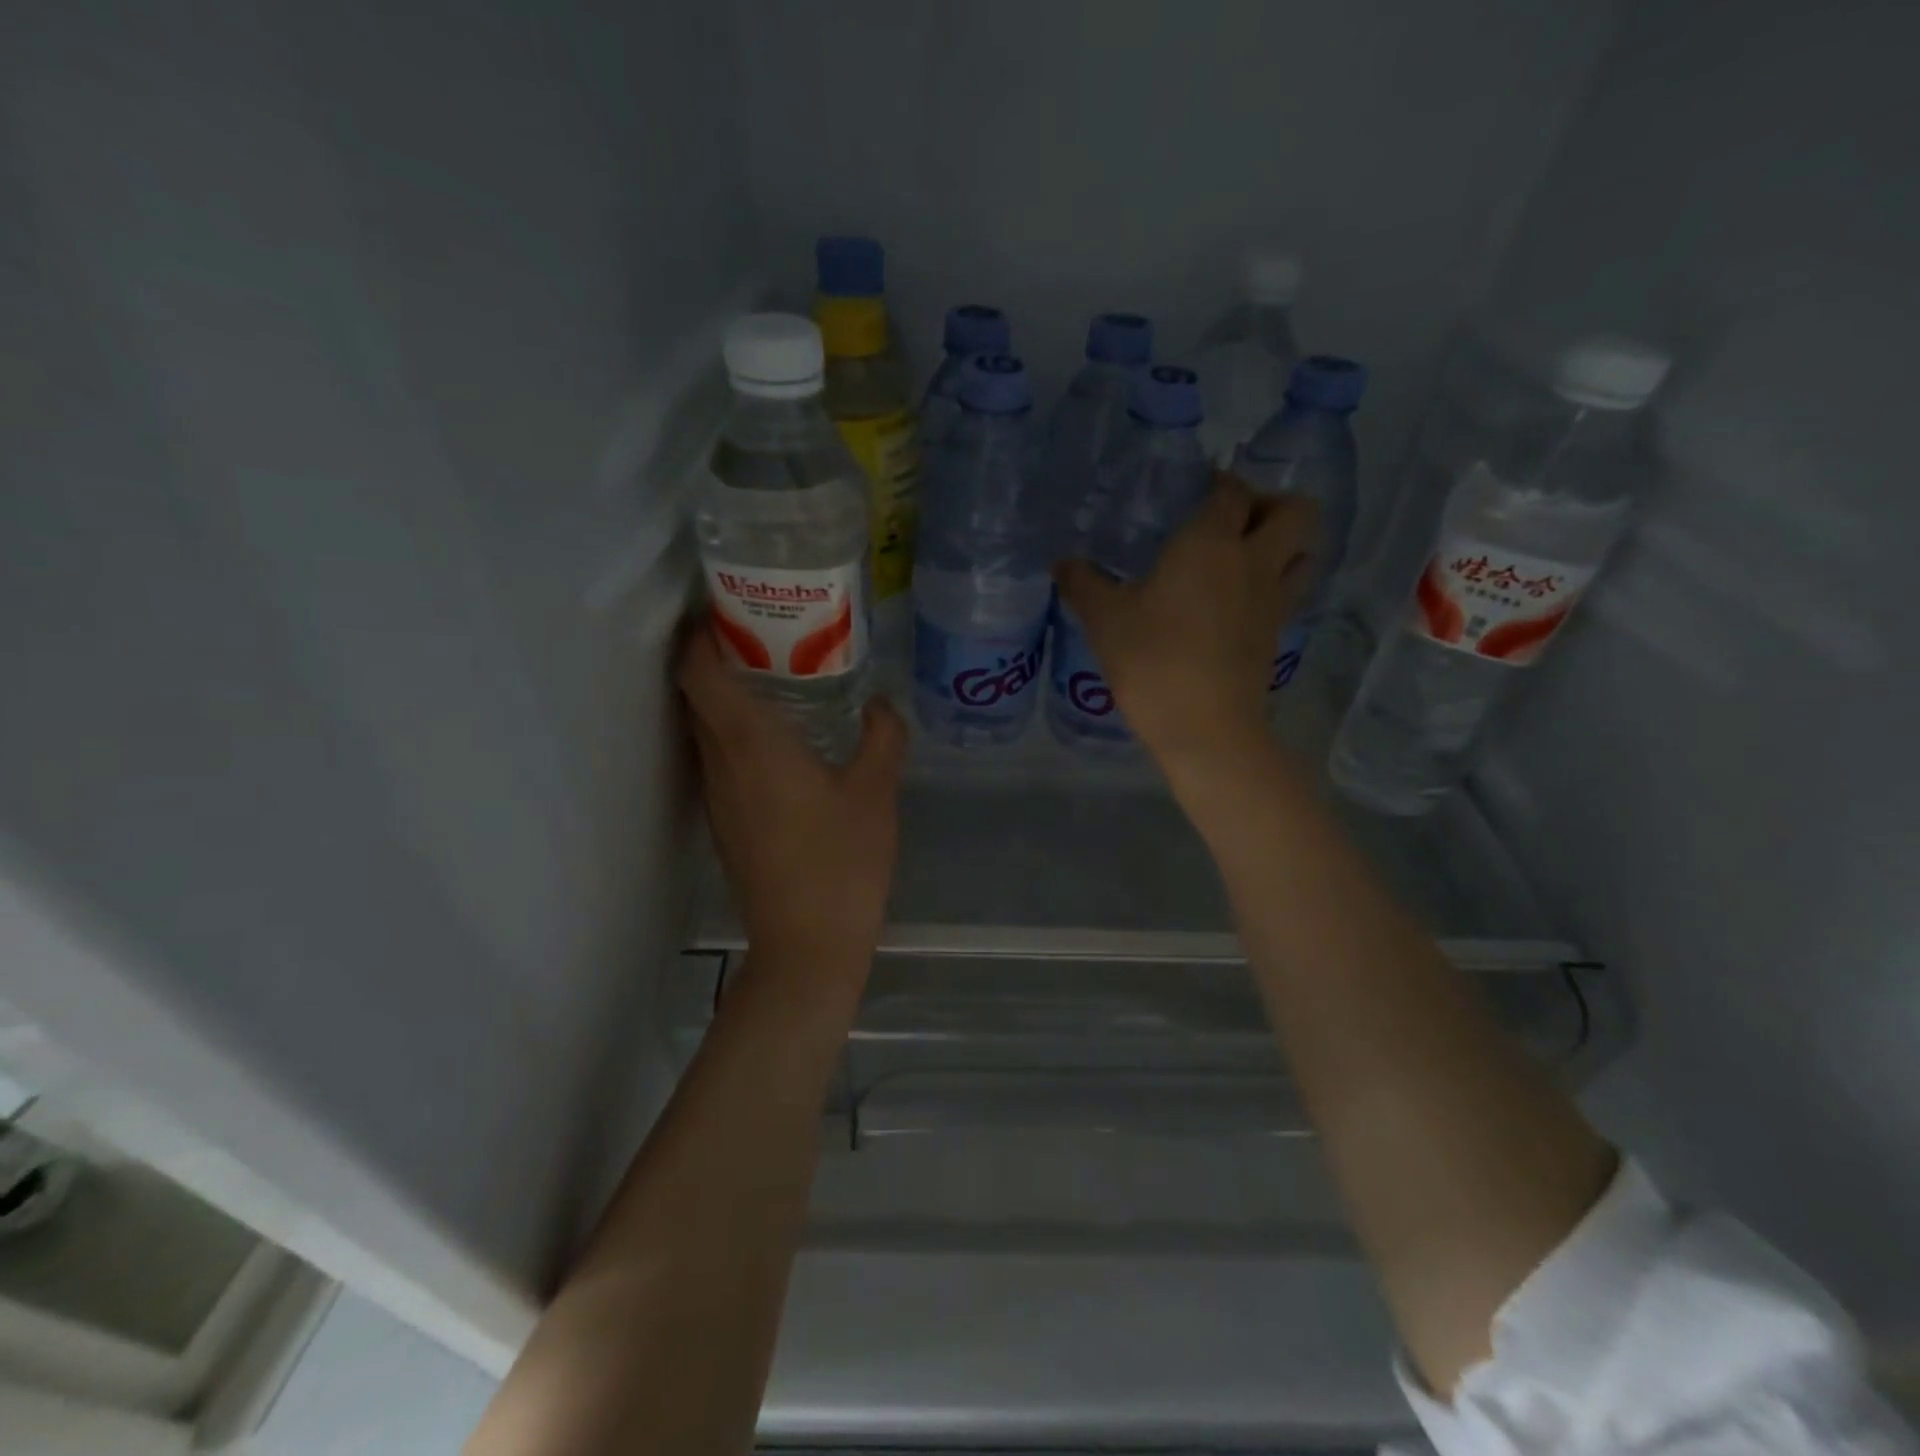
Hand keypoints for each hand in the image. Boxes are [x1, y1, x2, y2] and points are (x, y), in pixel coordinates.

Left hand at [677, 623, 905, 976]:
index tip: (728, 609)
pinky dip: (737, 733)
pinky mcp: (726, 821)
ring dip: (727, 697)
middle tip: (766, 634)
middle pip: (696, 695)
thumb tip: (881, 704)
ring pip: (705, 728)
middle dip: (718, 657)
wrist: (807, 944)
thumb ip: (882, 737)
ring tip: (777, 676)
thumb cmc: (842, 860)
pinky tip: (782, 739)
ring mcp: (718, 796)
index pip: (698, 672)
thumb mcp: (876, 792)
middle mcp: (720, 762)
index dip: (701, 635)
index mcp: (749, 743)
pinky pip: (720, 758)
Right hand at [1055, 475, 1318, 772]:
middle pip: (1295, 511)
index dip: (1219, 484)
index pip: (1231, 491)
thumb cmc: (1152, 661)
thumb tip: (1061, 564)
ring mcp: (1273, 599)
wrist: (1205, 728)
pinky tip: (1237, 602)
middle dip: (1270, 504)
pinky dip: (1274, 584)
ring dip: (1284, 544)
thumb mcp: (1105, 620)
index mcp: (1211, 542)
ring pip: (1304, 552)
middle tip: (1232, 522)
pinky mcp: (1276, 634)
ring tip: (1244, 559)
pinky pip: (1290, 592)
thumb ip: (1083, 584)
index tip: (1196, 491)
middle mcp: (1253, 560)